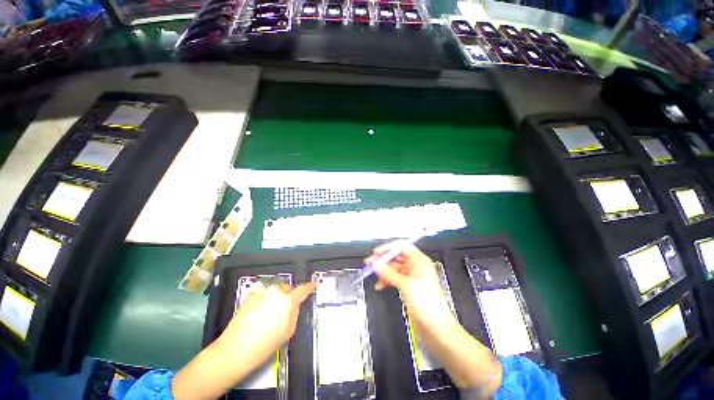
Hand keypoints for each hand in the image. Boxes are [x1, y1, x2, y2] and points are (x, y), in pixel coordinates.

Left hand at [172, 282, 315, 399]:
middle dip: (289, 295)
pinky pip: (264, 294)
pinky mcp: (250, 296)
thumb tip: (294, 305)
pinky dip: (266, 300)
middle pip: (287, 288)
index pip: (303, 289)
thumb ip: (294, 313)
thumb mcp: (288, 331)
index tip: (314, 283)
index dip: (310, 286)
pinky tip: (259, 314)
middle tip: (286, 309)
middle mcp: (275, 292)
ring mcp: (262, 292)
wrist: (235, 349)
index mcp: (288, 301)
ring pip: (275, 290)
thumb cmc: (265, 344)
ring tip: (270, 314)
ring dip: (277, 297)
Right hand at [366, 242, 502, 392]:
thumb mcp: (407, 286)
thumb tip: (376, 264)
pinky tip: (379, 285)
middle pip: (396, 257)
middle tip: (369, 262)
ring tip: (371, 273)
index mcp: (420, 261)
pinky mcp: (408, 287)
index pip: (402, 247)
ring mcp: (411, 277)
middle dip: (383, 259)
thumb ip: (390, 274)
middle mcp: (416, 266)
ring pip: (394, 268)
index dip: (389, 248)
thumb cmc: (427, 304)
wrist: (437, 330)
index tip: (376, 253)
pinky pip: (394, 278)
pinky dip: (386, 280)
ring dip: (383, 270)